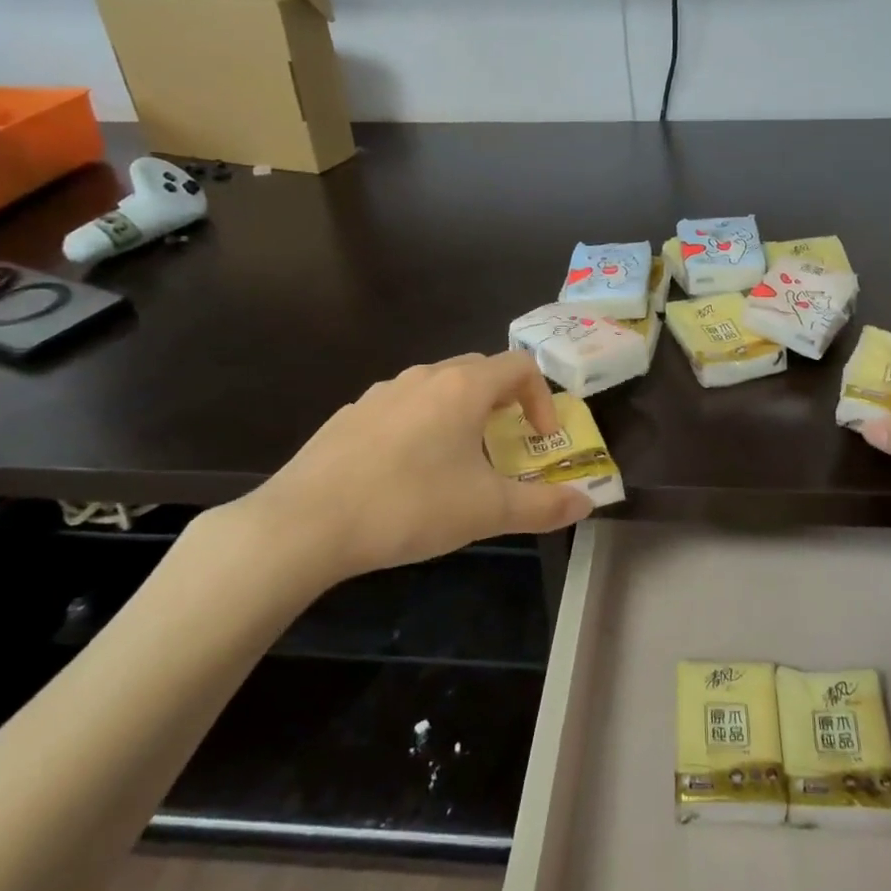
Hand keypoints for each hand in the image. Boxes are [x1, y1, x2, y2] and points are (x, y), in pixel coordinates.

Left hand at [200, 351, 592, 600]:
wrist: (304, 523)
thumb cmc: (409, 506)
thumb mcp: (486, 511)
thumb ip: (543, 506)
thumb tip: (587, 503)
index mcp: (462, 387)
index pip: (520, 366)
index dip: (542, 398)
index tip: (540, 439)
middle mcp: (424, 377)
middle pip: (479, 371)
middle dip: (504, 401)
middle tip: (507, 443)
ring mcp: (381, 393)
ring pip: (437, 388)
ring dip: (461, 413)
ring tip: (458, 460)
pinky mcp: (350, 415)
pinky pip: (401, 408)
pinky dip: (421, 426)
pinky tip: (406, 473)